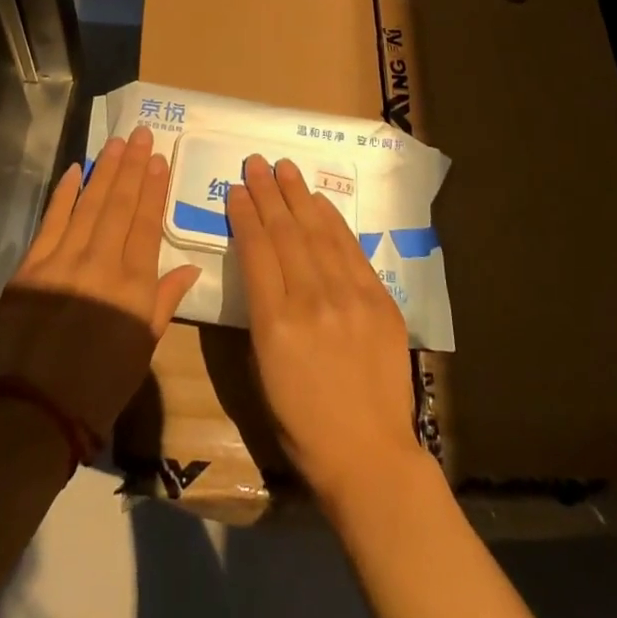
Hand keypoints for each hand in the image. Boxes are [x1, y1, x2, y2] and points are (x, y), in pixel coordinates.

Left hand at [0, 126, 201, 441]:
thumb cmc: (97, 389)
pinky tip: (77, 170)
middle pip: (120, 205)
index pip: (147, 225)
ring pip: (90, 203)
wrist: (31, 412)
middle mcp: (101, 263)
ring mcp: (64, 260)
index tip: (159, 159)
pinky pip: (53, 219)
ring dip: (105, 170)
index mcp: (133, 287)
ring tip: (117, 143)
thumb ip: (163, 303)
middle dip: (132, 166)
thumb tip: (189, 269)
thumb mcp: (141, 351)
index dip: (153, 189)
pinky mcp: (33, 264)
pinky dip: (66, 192)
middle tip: (140, 135)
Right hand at [227, 154, 420, 506]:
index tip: (237, 190)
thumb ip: (260, 314)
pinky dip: (332, 220)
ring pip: (318, 232)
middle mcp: (312, 300)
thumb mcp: (261, 370)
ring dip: (298, 196)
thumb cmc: (302, 423)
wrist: (369, 455)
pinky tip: (319, 201)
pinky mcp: (379, 300)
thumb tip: (263, 271)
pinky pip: (351, 249)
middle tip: (256, 163)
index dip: (245, 215)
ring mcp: (350, 297)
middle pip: (285, 232)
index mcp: (275, 323)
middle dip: (268, 193)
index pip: (256, 250)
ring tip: (284, 168)